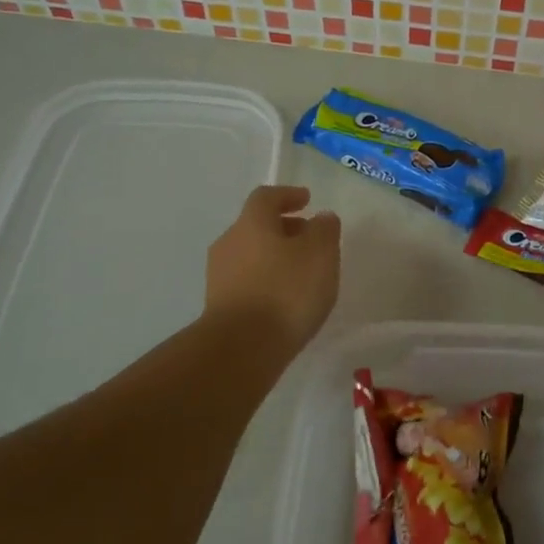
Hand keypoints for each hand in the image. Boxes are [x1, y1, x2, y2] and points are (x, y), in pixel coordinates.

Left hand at [204, 185, 340, 353]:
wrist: (241, 348)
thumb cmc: (286, 291)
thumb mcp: (320, 254)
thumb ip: (324, 230)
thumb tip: (321, 217)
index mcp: (252, 223)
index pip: (266, 197)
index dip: (288, 195)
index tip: (307, 200)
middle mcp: (229, 242)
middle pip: (256, 226)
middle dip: (284, 228)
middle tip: (309, 239)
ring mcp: (219, 275)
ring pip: (251, 254)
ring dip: (274, 257)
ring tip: (301, 273)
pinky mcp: (219, 305)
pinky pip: (246, 281)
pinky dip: (266, 281)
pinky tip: (284, 299)